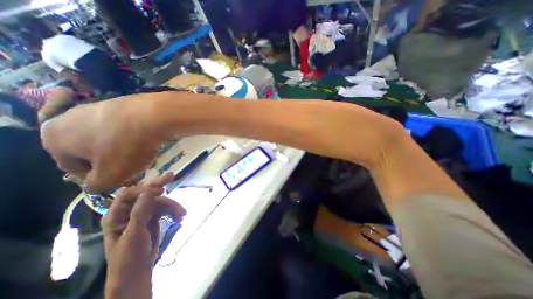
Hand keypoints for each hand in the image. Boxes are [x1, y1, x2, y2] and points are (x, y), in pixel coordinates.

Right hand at [40, 93, 165, 191]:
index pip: (72, 166)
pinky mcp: (122, 103)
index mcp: (55, 138)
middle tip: (134, 167)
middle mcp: (70, 118)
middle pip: (93, 150)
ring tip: (146, 155)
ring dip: (127, 149)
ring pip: (111, 138)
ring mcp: (99, 108)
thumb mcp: (110, 174)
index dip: (95, 177)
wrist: (153, 116)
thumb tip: (94, 183)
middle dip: (114, 161)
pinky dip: (135, 136)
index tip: (116, 180)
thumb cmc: (126, 146)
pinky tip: (150, 141)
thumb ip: (97, 184)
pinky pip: (126, 126)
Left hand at [103, 172, 185, 298]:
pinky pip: (166, 208)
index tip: (161, 191)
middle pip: (145, 193)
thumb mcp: (134, 235)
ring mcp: (143, 212)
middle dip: (159, 185)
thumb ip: (140, 213)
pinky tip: (180, 217)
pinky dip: (174, 211)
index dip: (144, 189)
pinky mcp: (154, 216)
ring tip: (182, 214)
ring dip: (173, 206)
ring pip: (160, 201)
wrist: (138, 272)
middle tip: (171, 175)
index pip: (128, 194)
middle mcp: (130, 210)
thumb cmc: (128, 257)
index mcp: (116, 215)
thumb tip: (149, 192)